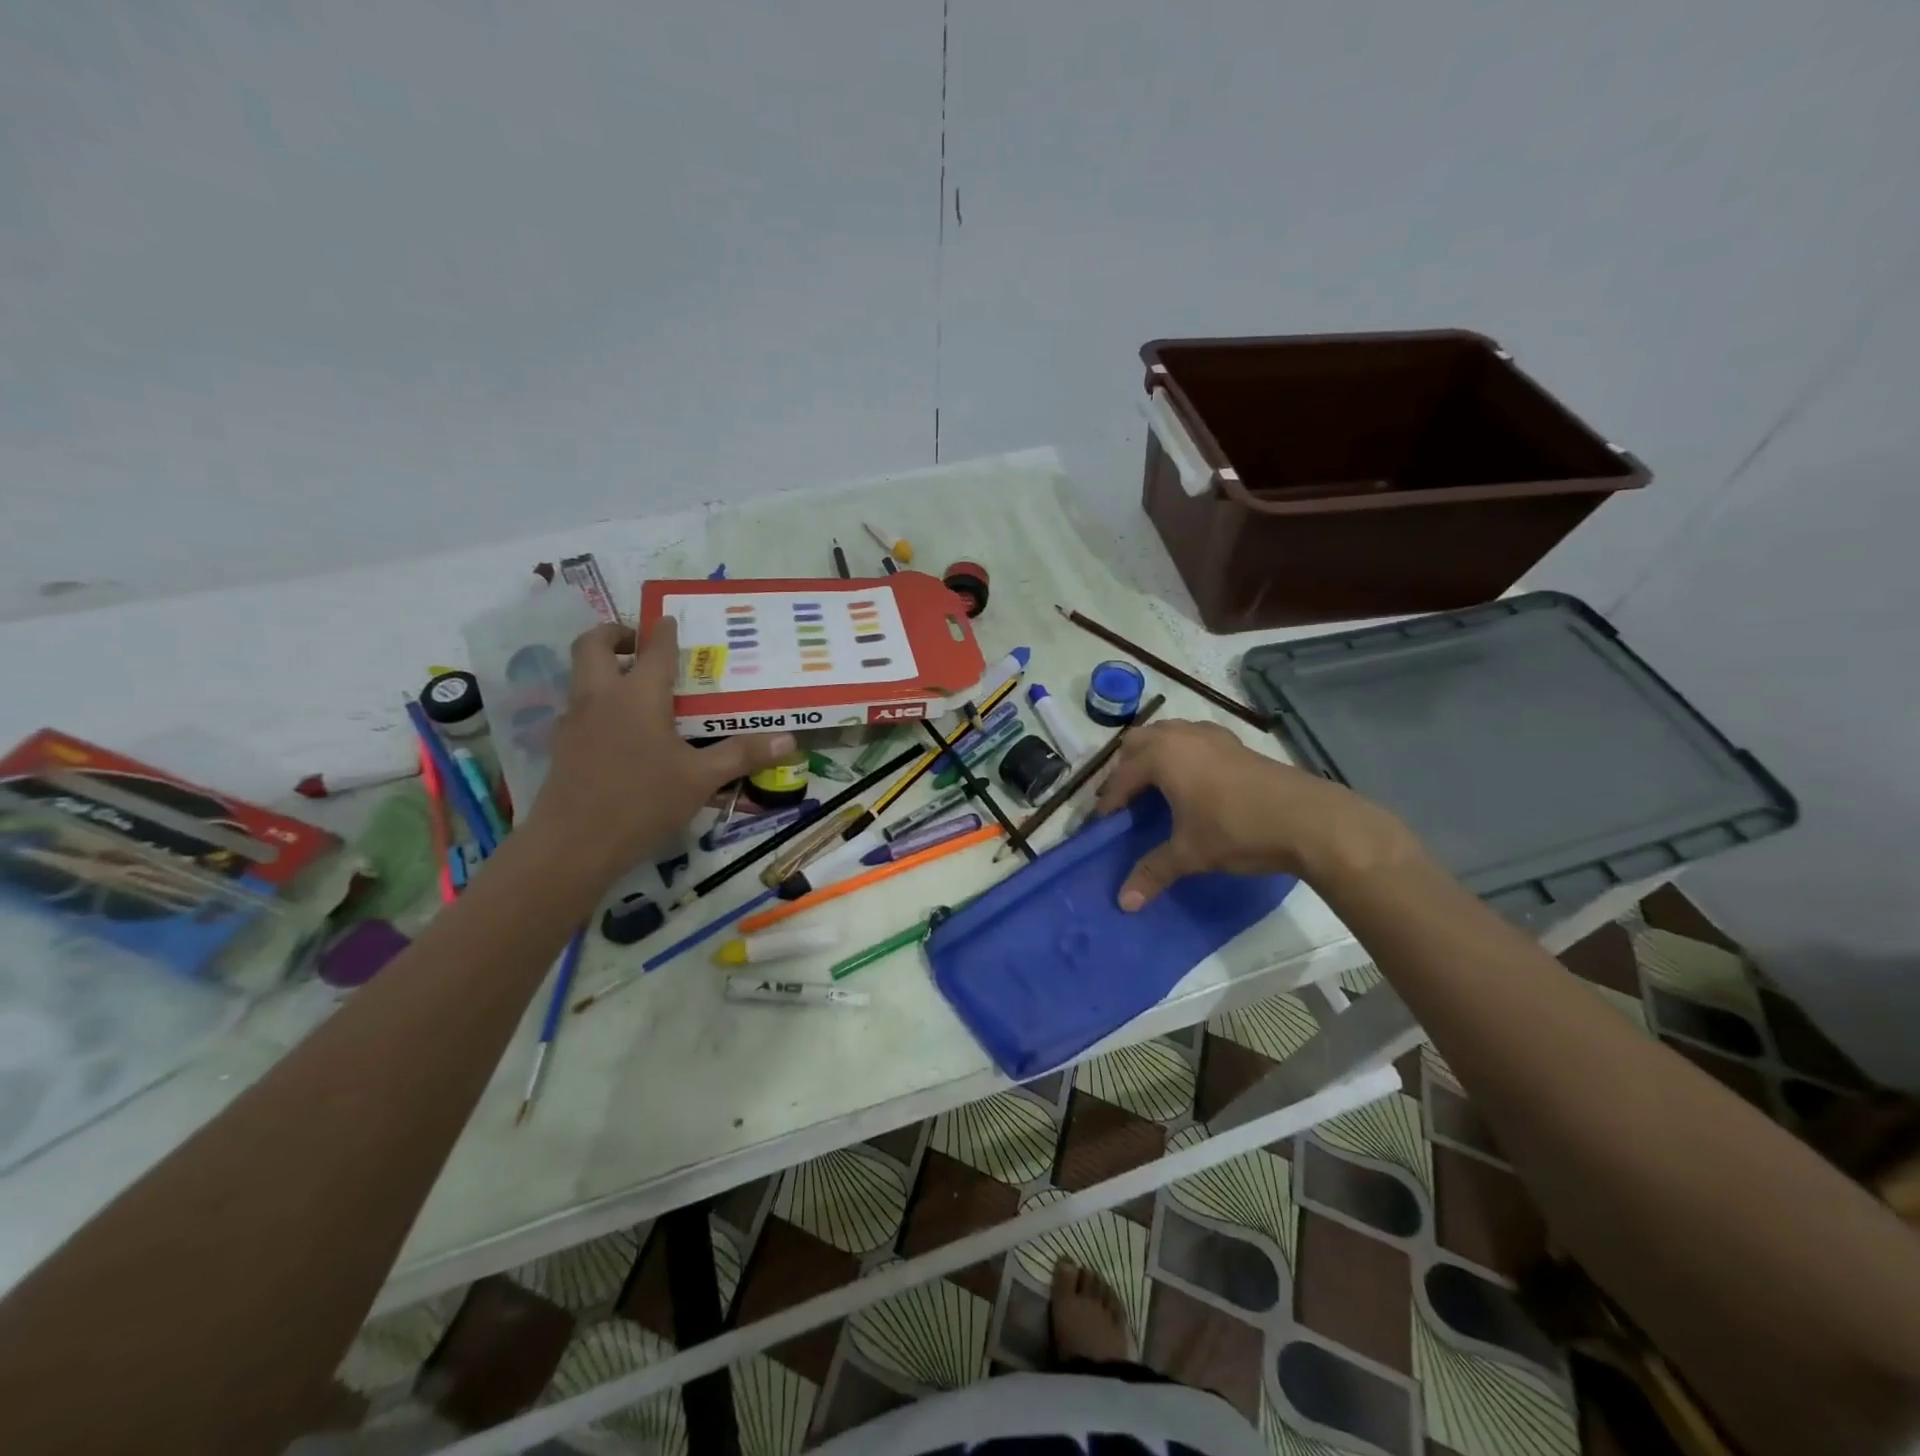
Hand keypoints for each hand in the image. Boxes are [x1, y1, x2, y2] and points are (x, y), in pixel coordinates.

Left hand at [528, 619, 794, 884]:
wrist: (573, 845)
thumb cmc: (642, 802)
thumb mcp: (701, 779)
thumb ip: (742, 755)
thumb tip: (789, 739)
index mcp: (638, 696)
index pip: (654, 651)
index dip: (665, 633)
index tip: (671, 620)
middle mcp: (601, 697)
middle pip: (592, 645)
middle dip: (614, 633)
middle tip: (638, 642)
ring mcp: (574, 721)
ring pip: (579, 674)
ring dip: (602, 666)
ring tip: (634, 684)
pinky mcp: (561, 746)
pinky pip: (578, 707)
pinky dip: (597, 702)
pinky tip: (619, 730)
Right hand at [1094, 719, 1414, 909]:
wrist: (1308, 819)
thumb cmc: (1238, 830)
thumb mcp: (1190, 853)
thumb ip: (1153, 872)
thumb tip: (1123, 903)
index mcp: (1163, 757)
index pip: (1122, 776)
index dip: (1109, 800)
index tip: (1103, 822)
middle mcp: (1182, 736)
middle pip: (1138, 742)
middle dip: (1125, 768)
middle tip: (1125, 799)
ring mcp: (1212, 735)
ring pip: (1167, 732)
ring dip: (1153, 753)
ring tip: (1154, 784)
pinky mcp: (1235, 742)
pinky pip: (1193, 737)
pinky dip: (1181, 751)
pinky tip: (1193, 777)